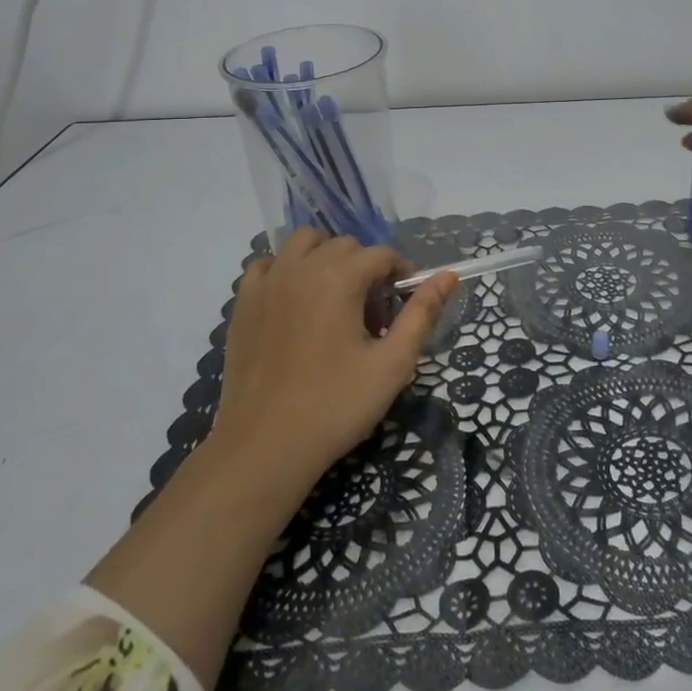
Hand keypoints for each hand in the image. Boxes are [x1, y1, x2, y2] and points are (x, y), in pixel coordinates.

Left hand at [209, 229, 458, 503]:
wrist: (264, 447)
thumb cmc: (336, 406)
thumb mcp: (392, 364)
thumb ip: (422, 313)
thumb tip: (448, 276)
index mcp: (339, 277)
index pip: (382, 254)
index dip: (401, 274)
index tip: (405, 305)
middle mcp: (301, 267)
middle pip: (345, 245)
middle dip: (366, 268)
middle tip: (372, 314)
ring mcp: (267, 282)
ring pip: (303, 243)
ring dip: (325, 257)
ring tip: (334, 297)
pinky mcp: (243, 303)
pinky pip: (268, 264)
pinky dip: (285, 269)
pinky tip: (294, 302)